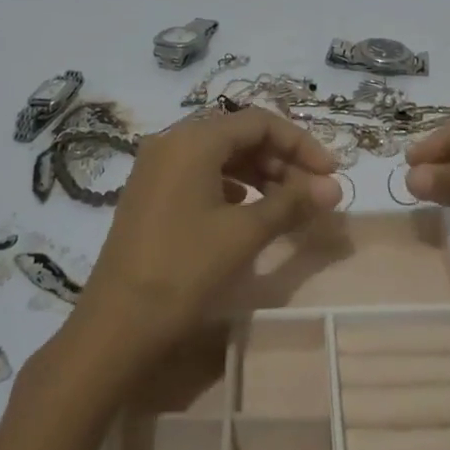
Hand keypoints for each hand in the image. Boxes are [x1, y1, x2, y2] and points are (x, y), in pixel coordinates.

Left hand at [68, 108, 341, 372]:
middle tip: (313, 192)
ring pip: (221, 155)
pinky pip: (201, 173)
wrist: (115, 327)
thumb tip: (334, 187)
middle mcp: (173, 141)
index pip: (260, 122)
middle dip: (282, 159)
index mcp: (194, 139)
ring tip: (287, 205)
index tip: (330, 173)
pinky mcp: (151, 192)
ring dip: (259, 173)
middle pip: (240, 134)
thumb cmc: (183, 271)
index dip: (301, 144)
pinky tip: (247, 211)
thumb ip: (291, 203)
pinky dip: (232, 186)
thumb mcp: (244, 234)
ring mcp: (157, 166)